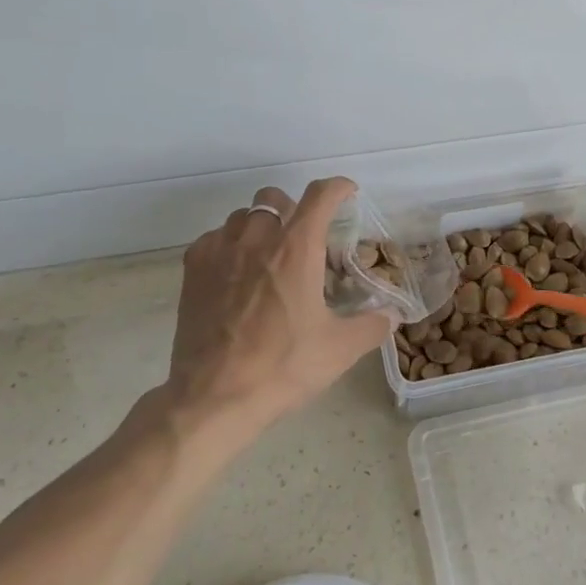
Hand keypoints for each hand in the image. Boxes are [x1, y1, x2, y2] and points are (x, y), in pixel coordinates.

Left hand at [162, 177, 395, 436]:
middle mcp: (257, 239)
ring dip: (260, 226)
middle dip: (292, 208)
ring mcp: (220, 252)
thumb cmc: (282, 367)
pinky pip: (213, 239)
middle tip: (303, 236)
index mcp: (296, 249)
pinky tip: (235, 272)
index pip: (320, 196)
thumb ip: (372, 326)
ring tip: (268, 255)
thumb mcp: (340, 349)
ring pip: (242, 216)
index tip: (347, 193)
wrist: (214, 397)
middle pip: (274, 198)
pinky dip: (229, 245)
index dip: (337, 188)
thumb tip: (392, 316)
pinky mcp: (193, 270)